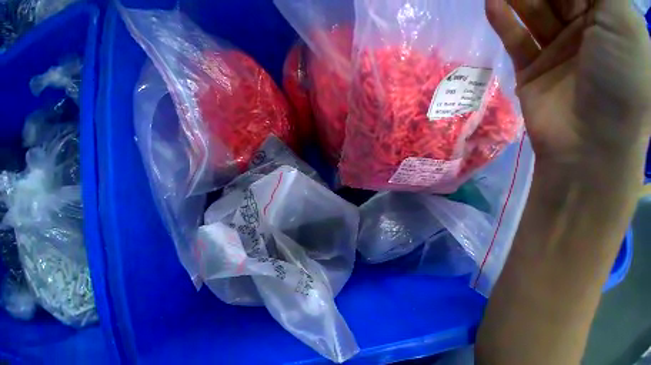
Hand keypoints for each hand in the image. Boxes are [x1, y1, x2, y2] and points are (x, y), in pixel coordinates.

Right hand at [486, 0, 650, 168]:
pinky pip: (517, 41)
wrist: (589, 139)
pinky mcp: (531, 70)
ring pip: (534, 15)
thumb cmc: (620, 80)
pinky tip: (493, 6)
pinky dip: (505, 24)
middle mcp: (583, 29)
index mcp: (609, 17)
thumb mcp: (620, 24)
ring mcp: (555, 50)